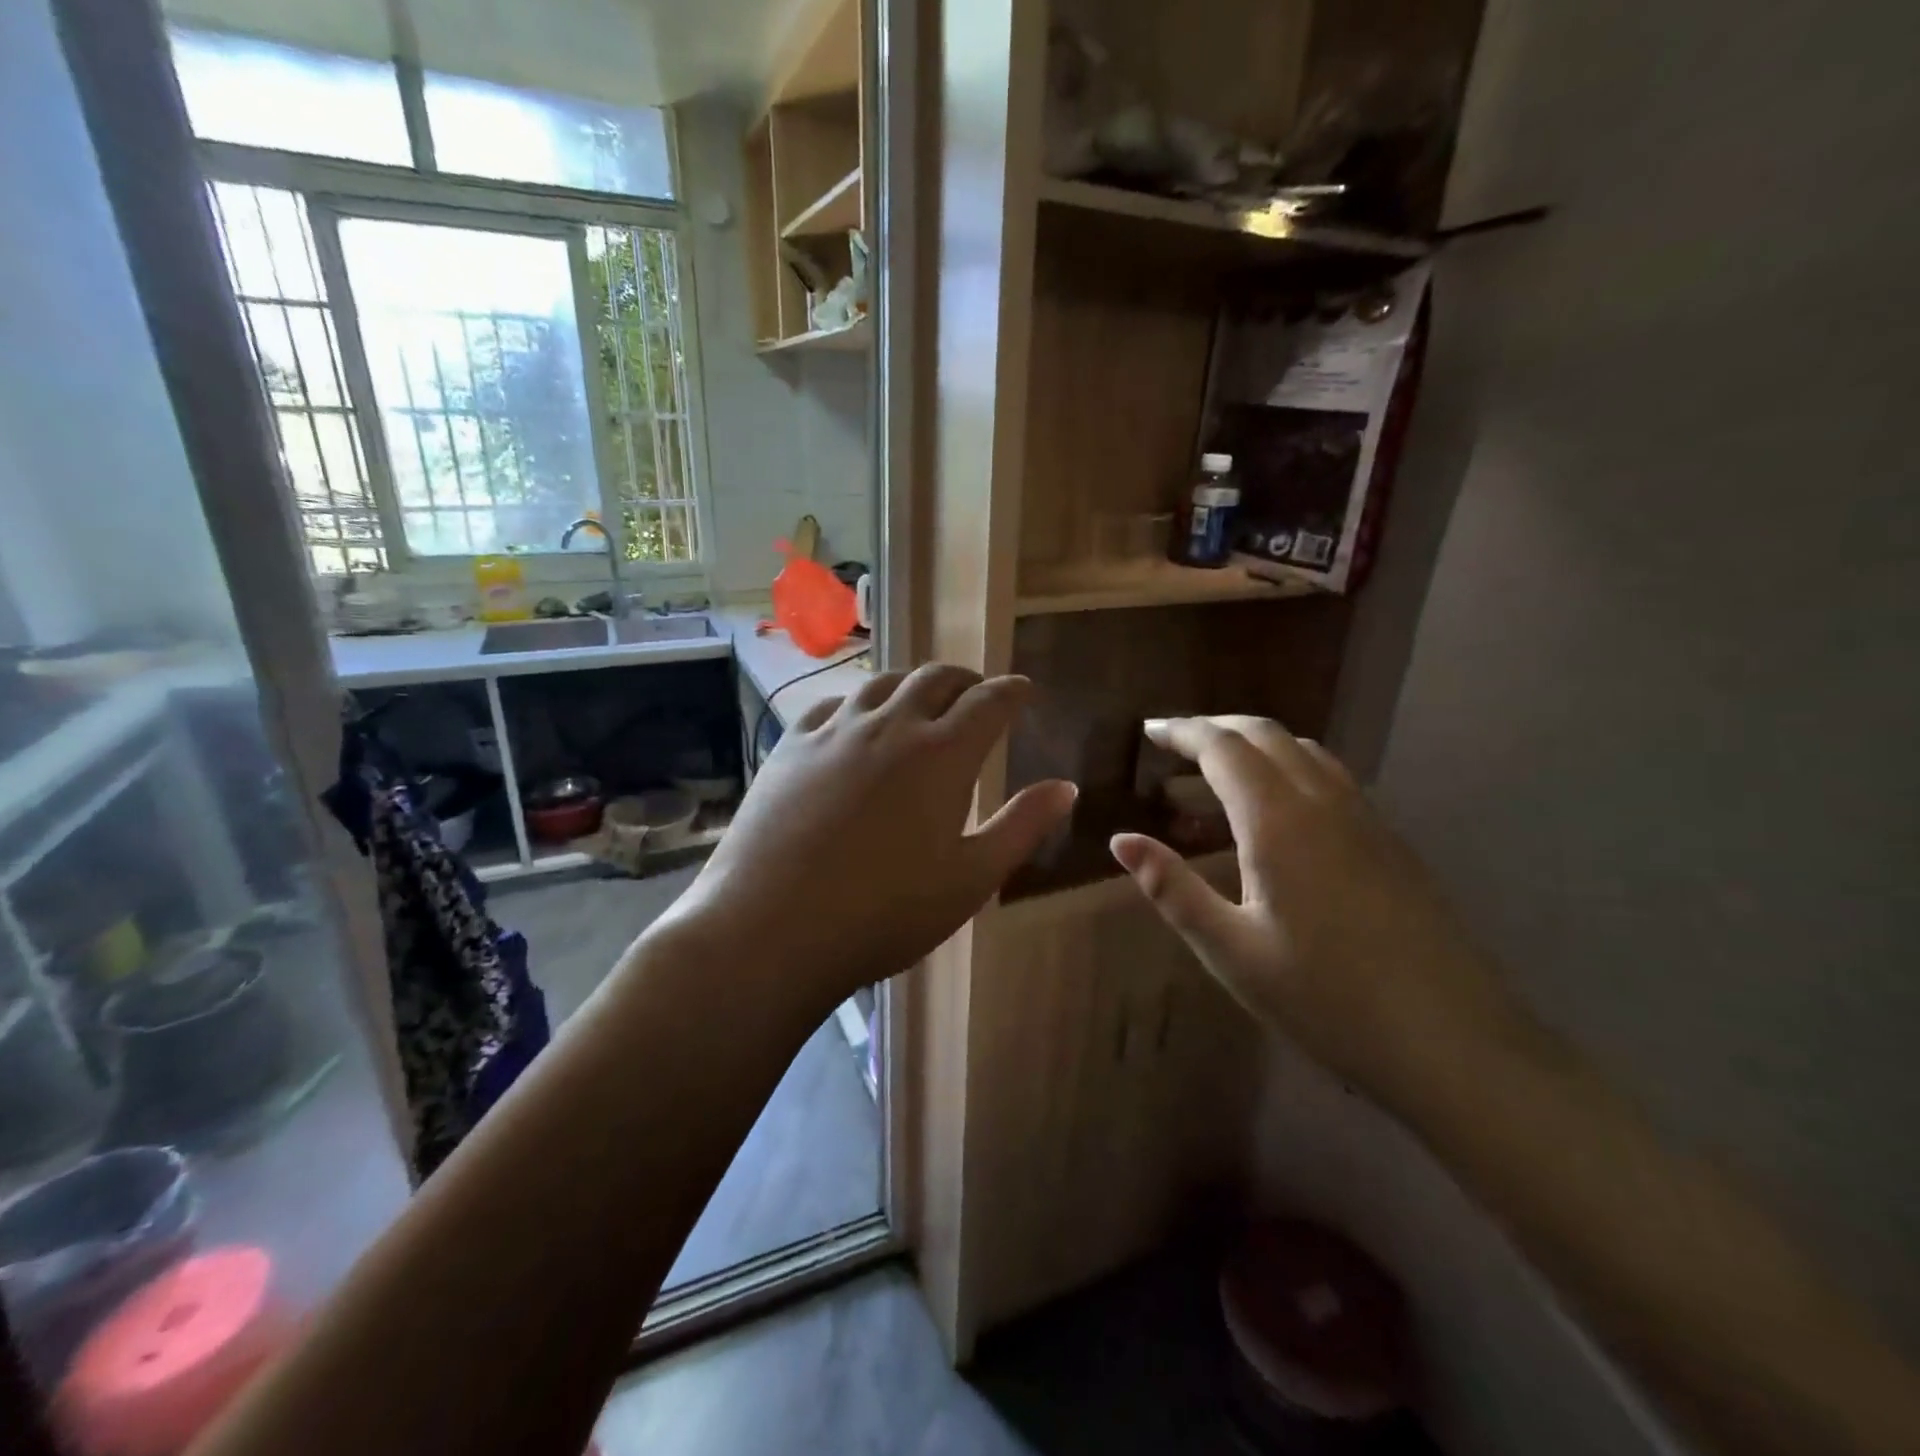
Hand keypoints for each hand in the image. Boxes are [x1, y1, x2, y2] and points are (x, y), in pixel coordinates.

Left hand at [665, 665, 1076, 1013]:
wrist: (772, 928)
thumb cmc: (885, 913)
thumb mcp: (971, 879)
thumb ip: (1021, 826)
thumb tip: (1065, 786)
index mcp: (942, 755)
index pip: (989, 702)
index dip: (1012, 691)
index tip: (1023, 689)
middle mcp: (891, 726)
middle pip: (936, 680)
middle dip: (966, 680)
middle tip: (977, 693)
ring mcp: (835, 731)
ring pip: (883, 683)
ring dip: (913, 684)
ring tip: (921, 699)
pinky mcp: (791, 746)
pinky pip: (832, 704)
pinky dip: (859, 702)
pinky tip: (856, 719)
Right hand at [1110, 716, 1519, 1107]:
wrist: (1453, 1043)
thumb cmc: (1325, 998)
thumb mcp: (1231, 949)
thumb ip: (1172, 888)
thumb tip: (1121, 840)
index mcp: (1278, 821)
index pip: (1222, 747)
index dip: (1182, 732)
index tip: (1148, 731)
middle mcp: (1323, 802)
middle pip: (1265, 734)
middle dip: (1215, 728)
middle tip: (1173, 743)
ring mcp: (1365, 819)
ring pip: (1303, 752)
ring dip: (1254, 746)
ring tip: (1216, 774)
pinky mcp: (1390, 842)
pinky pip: (1330, 778)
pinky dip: (1288, 770)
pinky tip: (1277, 813)